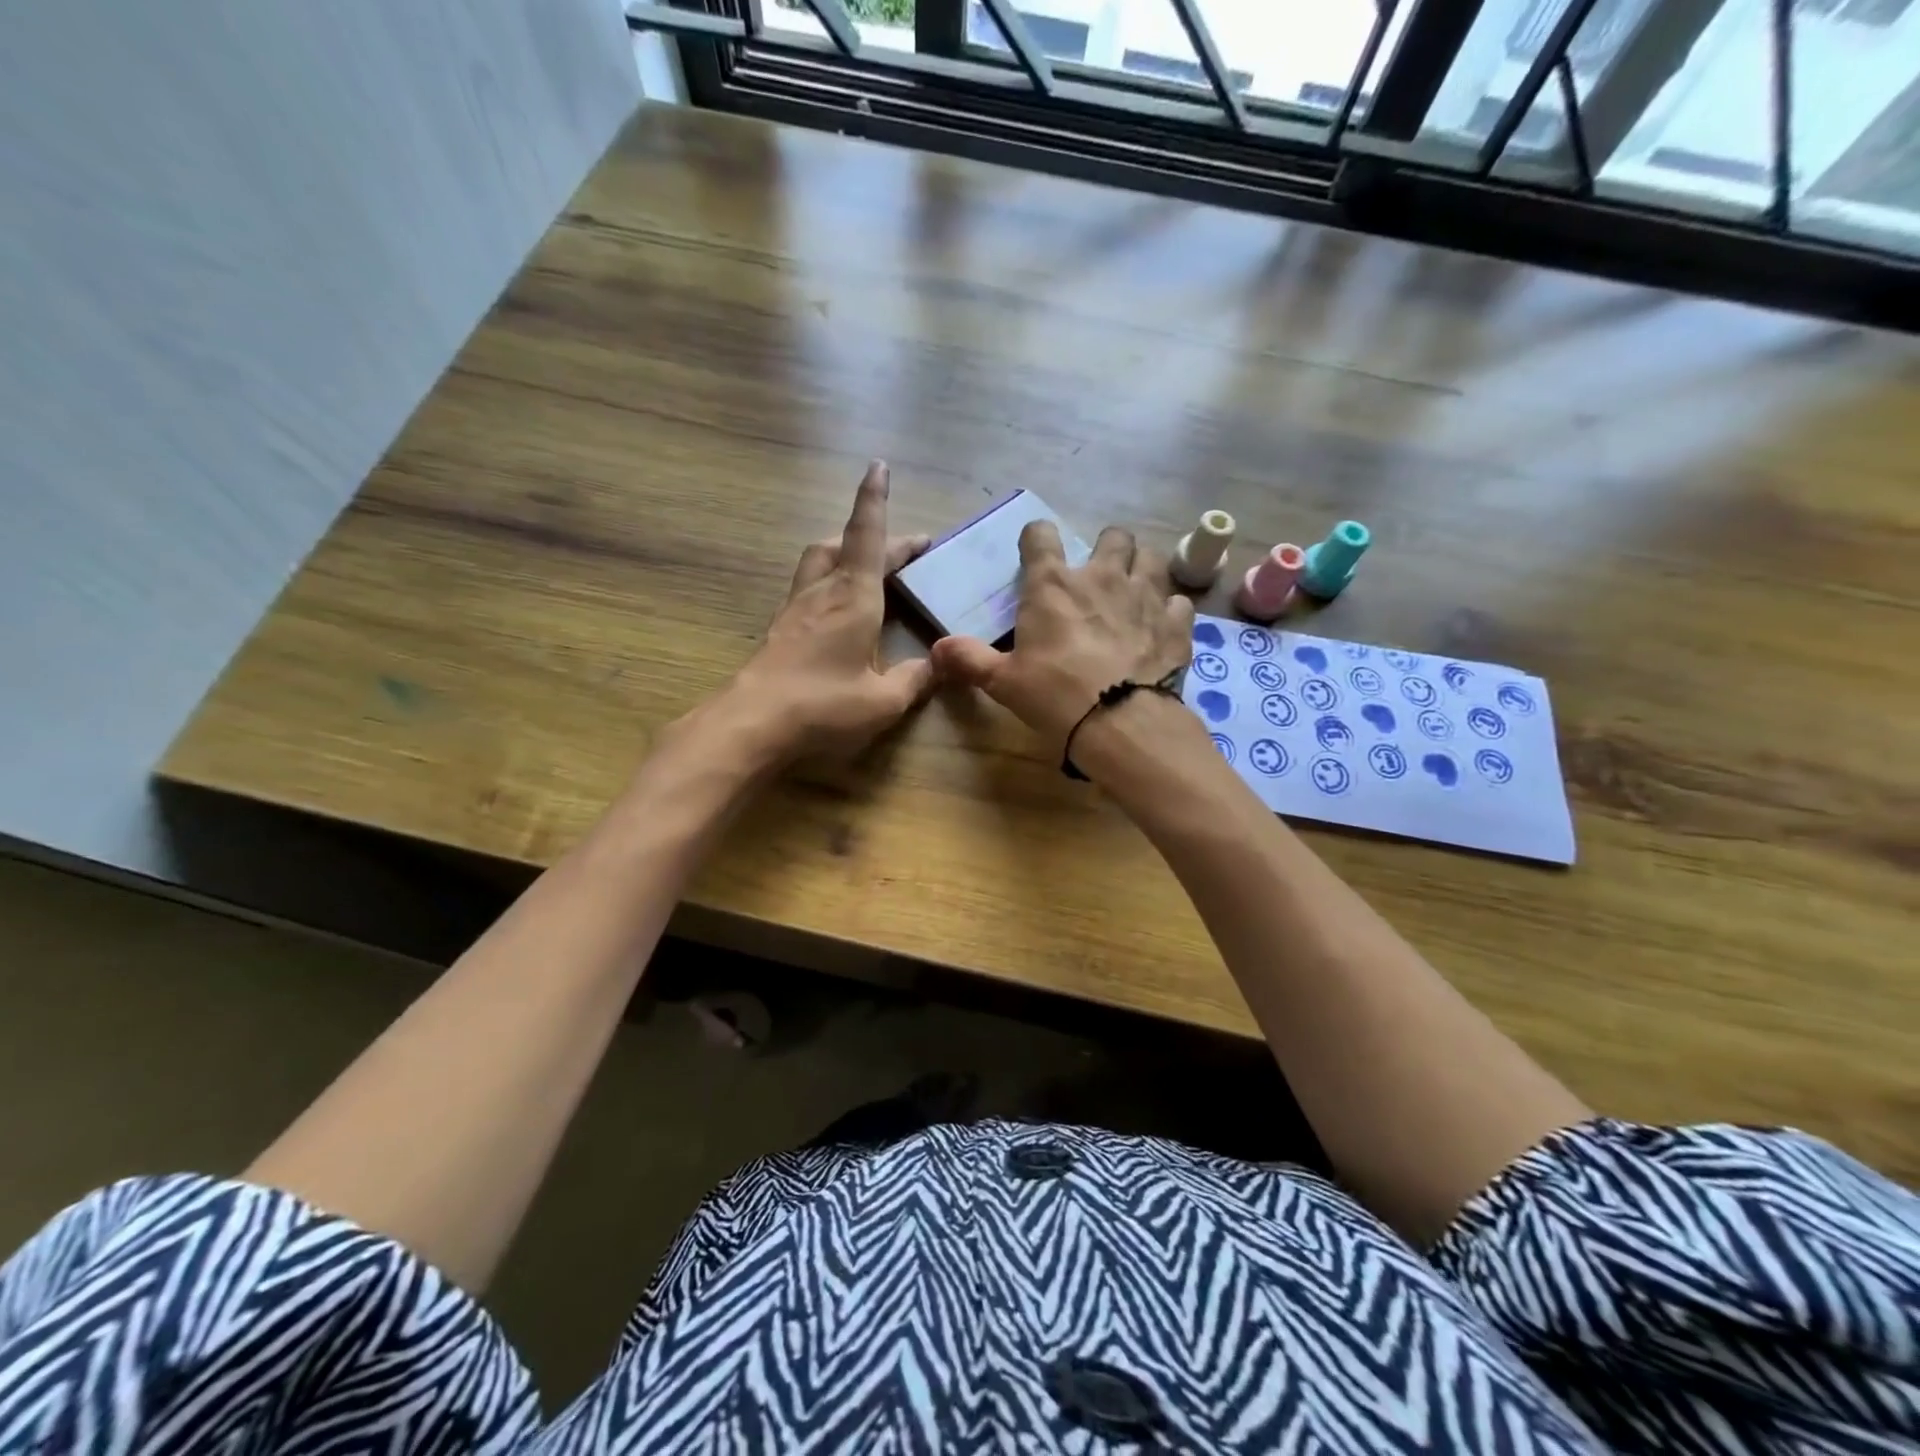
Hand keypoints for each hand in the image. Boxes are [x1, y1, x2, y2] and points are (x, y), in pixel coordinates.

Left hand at [722, 461, 933, 762]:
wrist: (751, 724)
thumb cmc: (823, 706)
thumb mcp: (883, 702)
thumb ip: (915, 680)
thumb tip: (939, 666)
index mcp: (853, 597)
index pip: (868, 536)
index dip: (875, 500)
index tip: (878, 466)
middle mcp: (822, 592)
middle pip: (843, 544)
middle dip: (876, 536)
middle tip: (907, 549)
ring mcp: (796, 609)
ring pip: (819, 561)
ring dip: (846, 552)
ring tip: (870, 567)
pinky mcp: (780, 629)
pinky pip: (808, 587)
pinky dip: (830, 581)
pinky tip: (839, 608)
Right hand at [933, 522, 1193, 760]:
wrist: (1120, 722)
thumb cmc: (1054, 695)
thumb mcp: (1003, 682)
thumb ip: (969, 660)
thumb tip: (935, 650)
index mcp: (1053, 585)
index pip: (1042, 535)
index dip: (1037, 538)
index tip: (1035, 552)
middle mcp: (1103, 577)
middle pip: (1113, 536)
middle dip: (1106, 548)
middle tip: (1097, 575)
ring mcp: (1146, 596)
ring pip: (1152, 559)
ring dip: (1142, 569)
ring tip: (1133, 593)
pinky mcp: (1176, 623)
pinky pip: (1179, 601)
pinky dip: (1170, 610)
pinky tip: (1160, 627)